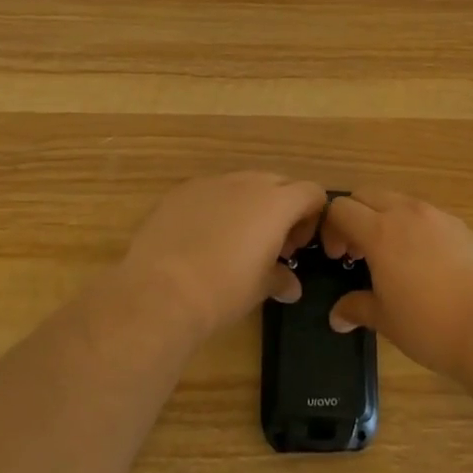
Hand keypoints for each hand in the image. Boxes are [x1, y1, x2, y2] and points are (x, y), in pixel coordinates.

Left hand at [123, 172, 328, 339]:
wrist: (161, 290)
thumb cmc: (224, 290)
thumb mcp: (260, 288)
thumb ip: (281, 279)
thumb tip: (291, 286)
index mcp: (276, 202)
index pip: (311, 192)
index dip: (312, 217)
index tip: (297, 247)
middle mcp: (247, 182)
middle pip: (279, 183)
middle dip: (282, 209)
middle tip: (272, 245)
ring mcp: (212, 182)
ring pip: (242, 184)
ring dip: (249, 206)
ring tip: (235, 242)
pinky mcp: (181, 191)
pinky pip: (210, 192)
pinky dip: (216, 208)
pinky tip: (201, 239)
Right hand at [320, 189, 472, 378]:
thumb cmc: (431, 325)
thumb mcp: (386, 321)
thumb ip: (358, 308)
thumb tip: (337, 316)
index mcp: (381, 231)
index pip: (341, 208)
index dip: (330, 228)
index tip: (337, 257)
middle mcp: (408, 213)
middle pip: (368, 195)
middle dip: (356, 216)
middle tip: (359, 253)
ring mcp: (439, 217)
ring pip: (401, 202)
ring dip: (387, 220)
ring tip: (394, 259)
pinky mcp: (464, 227)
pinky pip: (430, 217)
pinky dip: (417, 230)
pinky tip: (429, 266)